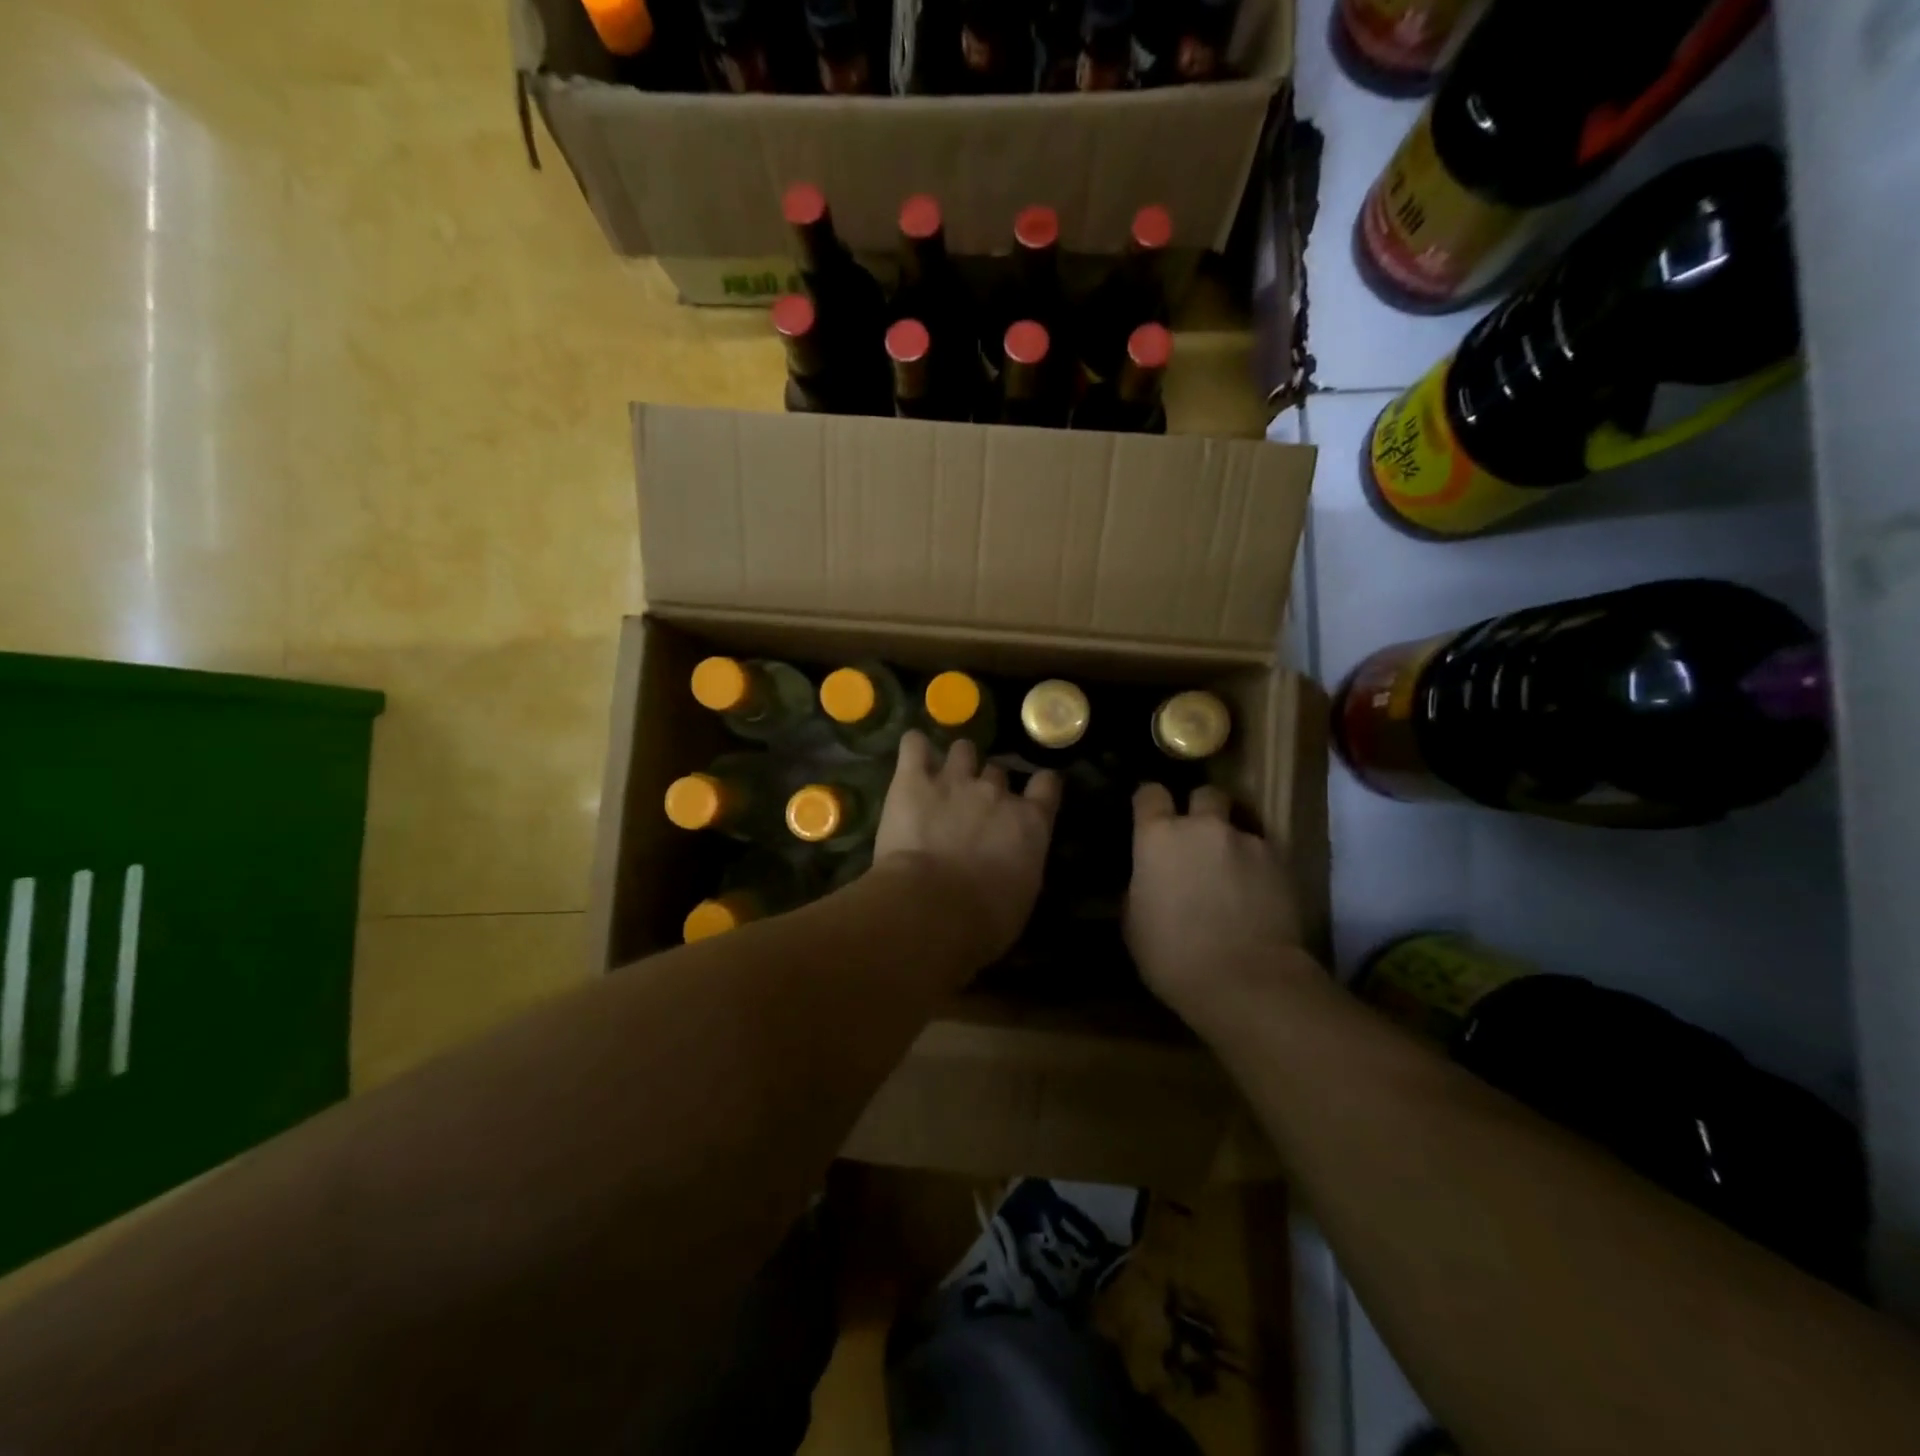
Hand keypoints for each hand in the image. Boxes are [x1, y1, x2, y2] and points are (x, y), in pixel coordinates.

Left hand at [874, 732, 1062, 967]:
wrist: (933, 908)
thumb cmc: (984, 919)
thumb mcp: (1021, 895)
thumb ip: (1020, 863)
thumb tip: (1012, 862)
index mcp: (1030, 822)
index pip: (1047, 785)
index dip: (1040, 786)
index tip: (1034, 792)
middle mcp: (996, 792)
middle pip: (997, 772)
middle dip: (988, 784)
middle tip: (973, 806)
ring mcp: (954, 780)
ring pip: (962, 750)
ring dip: (956, 762)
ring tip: (943, 777)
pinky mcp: (913, 780)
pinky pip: (914, 746)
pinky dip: (914, 748)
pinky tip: (912, 757)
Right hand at [1126, 784, 1314, 1031]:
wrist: (1246, 982)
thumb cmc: (1173, 956)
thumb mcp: (1134, 922)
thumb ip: (1140, 885)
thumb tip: (1147, 878)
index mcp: (1158, 836)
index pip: (1150, 793)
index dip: (1149, 803)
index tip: (1149, 818)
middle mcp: (1203, 827)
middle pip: (1204, 794)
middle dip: (1200, 810)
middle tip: (1196, 839)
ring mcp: (1247, 842)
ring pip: (1238, 826)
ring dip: (1231, 843)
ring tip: (1231, 875)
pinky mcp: (1282, 864)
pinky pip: (1264, 854)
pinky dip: (1257, 868)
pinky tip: (1256, 896)